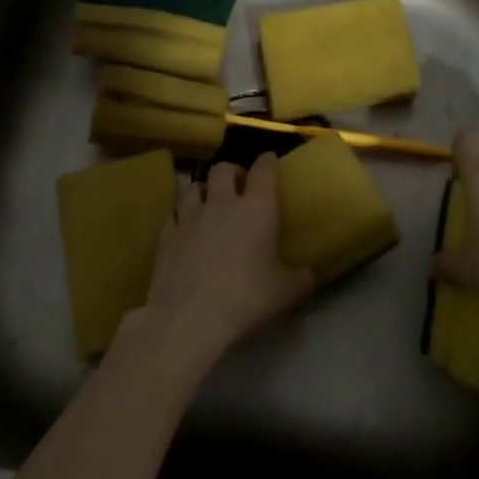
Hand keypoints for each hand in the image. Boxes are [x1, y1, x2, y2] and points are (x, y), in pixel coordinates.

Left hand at [129, 152, 314, 375]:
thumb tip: (310, 274)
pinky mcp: (167, 234)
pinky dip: (183, 215)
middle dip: (233, 171)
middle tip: (240, 185)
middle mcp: (222, 203)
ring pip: (195, 186)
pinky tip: (186, 227)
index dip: (267, 161)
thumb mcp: (284, 294)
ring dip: (205, 189)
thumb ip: (301, 279)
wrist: (188, 318)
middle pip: (224, 169)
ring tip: (210, 202)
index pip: (263, 170)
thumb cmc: (244, 299)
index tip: (270, 160)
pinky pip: (175, 213)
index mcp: (256, 208)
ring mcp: (190, 216)